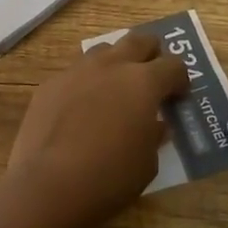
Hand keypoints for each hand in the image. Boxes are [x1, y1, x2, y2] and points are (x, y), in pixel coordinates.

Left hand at [3, 33, 190, 227]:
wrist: (48, 186)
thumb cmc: (109, 177)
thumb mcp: (147, 163)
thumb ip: (154, 136)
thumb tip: (154, 124)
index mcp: (144, 82)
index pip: (173, 65)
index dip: (180, 79)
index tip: (178, 96)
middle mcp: (111, 66)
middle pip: (139, 40)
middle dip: (150, 54)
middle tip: (152, 76)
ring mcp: (77, 71)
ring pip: (103, 50)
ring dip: (115, 63)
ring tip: (115, 89)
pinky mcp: (50, 85)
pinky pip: (74, 73)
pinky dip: (85, 84)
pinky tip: (80, 109)